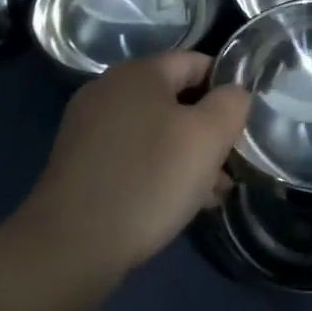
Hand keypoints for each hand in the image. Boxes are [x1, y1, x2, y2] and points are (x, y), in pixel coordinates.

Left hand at [16, 51, 250, 282]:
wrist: (68, 248)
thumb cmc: (147, 180)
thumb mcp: (207, 137)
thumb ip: (231, 104)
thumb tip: (235, 94)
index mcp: (139, 71)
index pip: (197, 62)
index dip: (227, 89)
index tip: (243, 125)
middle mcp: (109, 89)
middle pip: (175, 98)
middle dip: (206, 130)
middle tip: (230, 166)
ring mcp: (88, 127)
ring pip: (154, 130)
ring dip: (185, 155)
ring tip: (210, 193)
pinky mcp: (78, 164)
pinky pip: (130, 154)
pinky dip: (155, 170)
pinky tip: (173, 204)